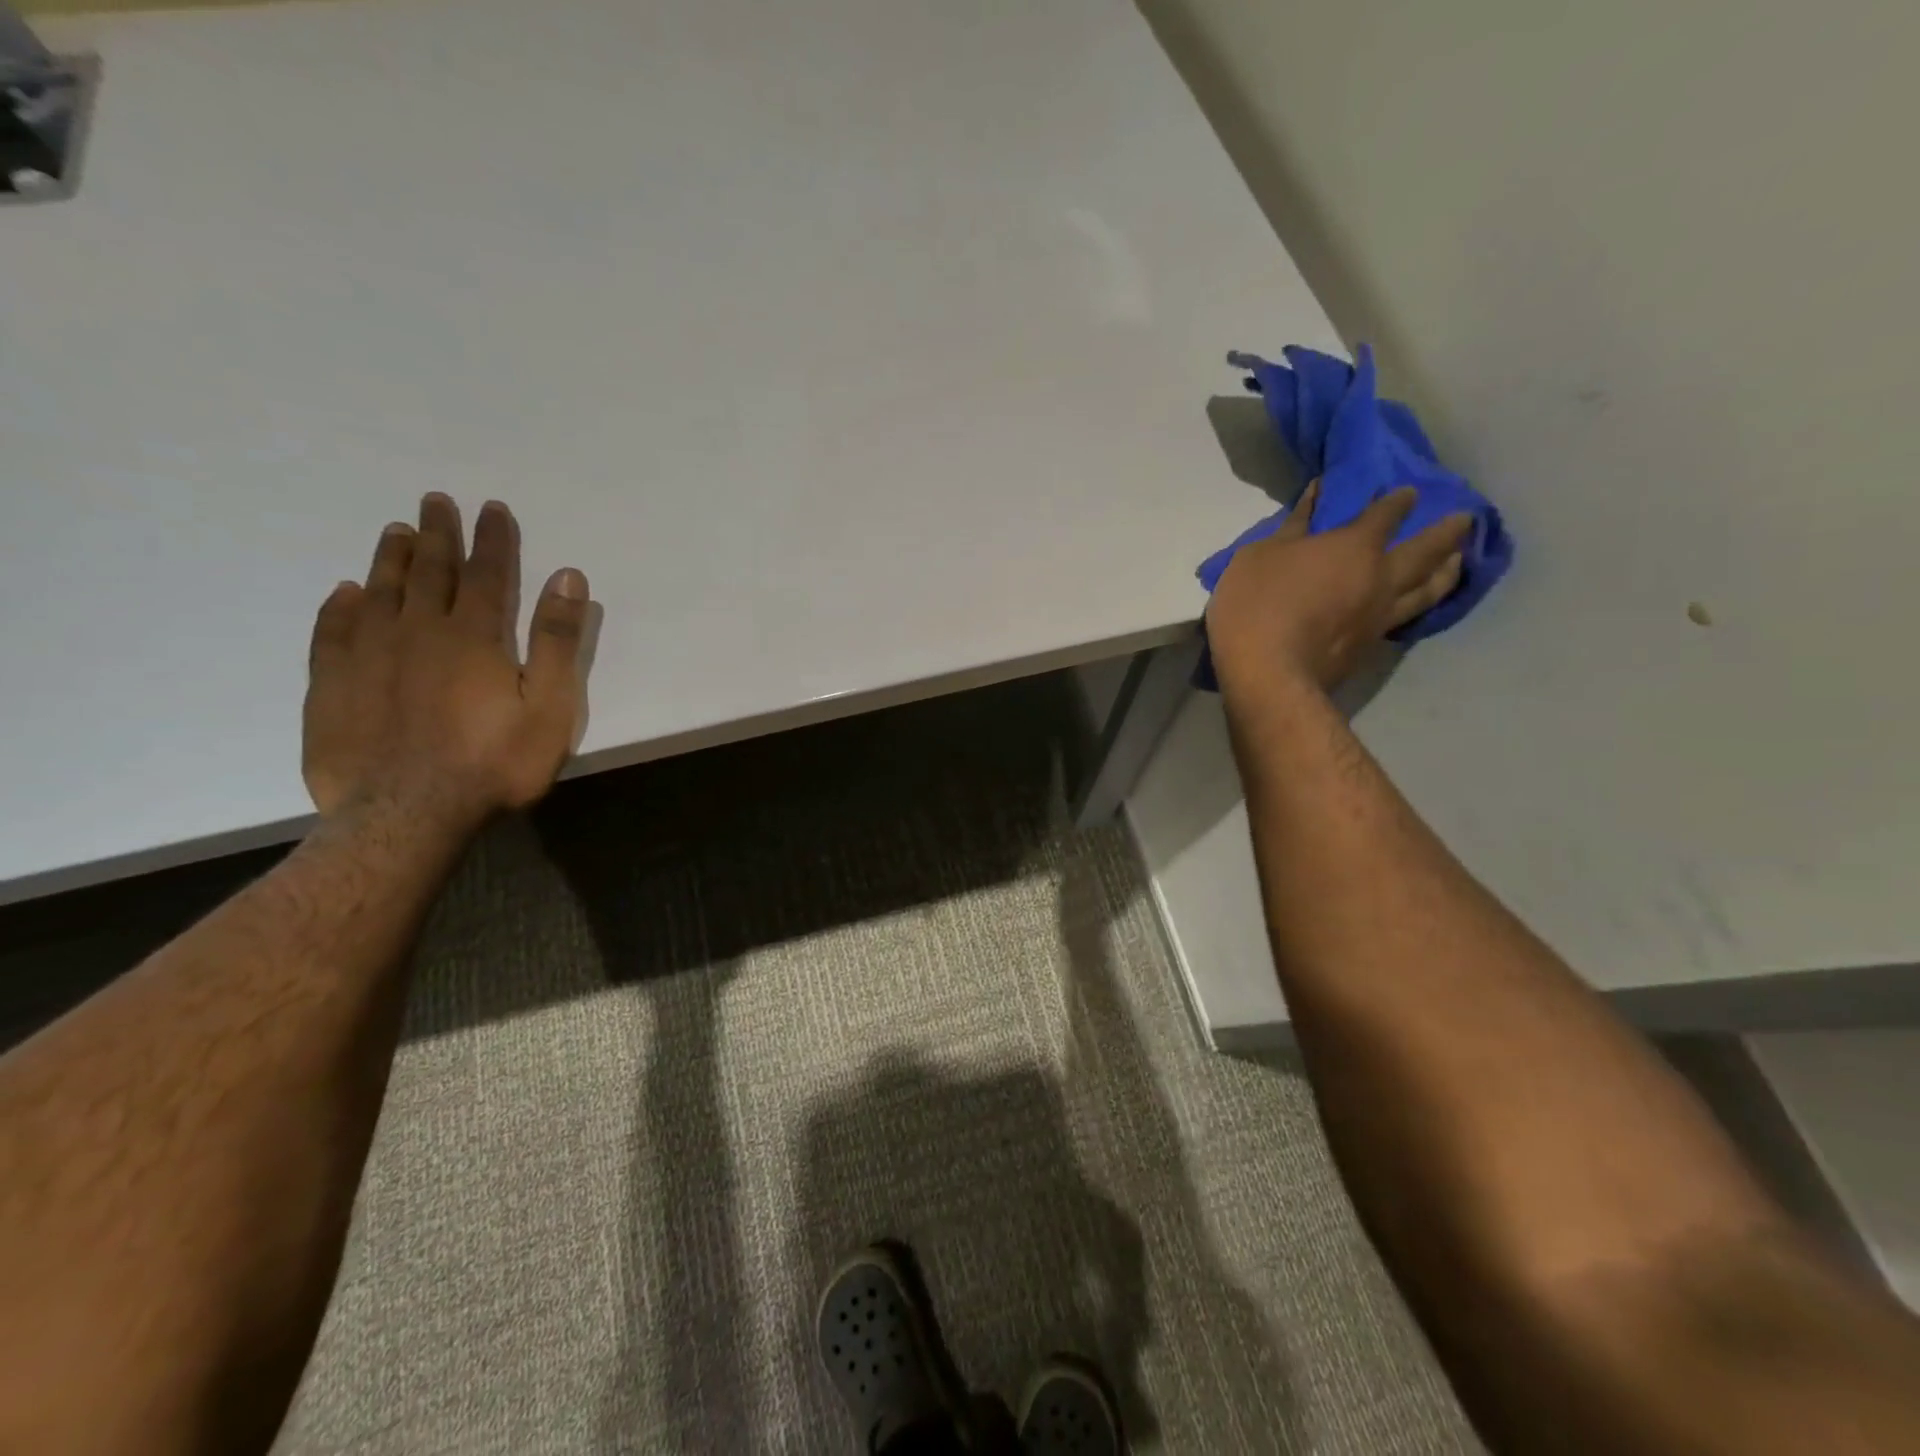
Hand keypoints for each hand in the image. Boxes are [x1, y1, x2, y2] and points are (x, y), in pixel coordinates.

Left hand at [302, 494, 591, 828]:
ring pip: (380, 592)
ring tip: (397, 532)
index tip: (493, 508)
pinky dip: (340, 606)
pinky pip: (332, 631)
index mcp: (473, 636)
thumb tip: (568, 577)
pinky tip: (345, 593)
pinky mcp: (331, 685)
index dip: (493, 539)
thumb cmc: (494, 764)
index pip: (487, 573)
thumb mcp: (549, 707)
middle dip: (438, 534)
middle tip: (436, 500)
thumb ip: (556, 641)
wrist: (405, 817)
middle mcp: (417, 631)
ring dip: (392, 559)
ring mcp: (367, 655)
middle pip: (430, 571)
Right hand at [1206, 482, 1471, 697]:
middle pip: (1426, 549)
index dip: (1397, 501)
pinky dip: (1422, 603)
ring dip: (1447, 570)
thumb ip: (1292, 527)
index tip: (1406, 492)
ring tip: (1459, 560)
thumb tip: (1316, 495)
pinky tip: (1420, 602)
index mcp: (1353, 547)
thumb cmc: (1256, 606)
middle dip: (1446, 531)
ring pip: (1428, 589)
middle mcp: (1381, 577)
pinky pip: (1409, 617)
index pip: (1385, 514)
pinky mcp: (1371, 647)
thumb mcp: (1259, 556)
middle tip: (1465, 519)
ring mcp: (1380, 615)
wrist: (1268, 675)